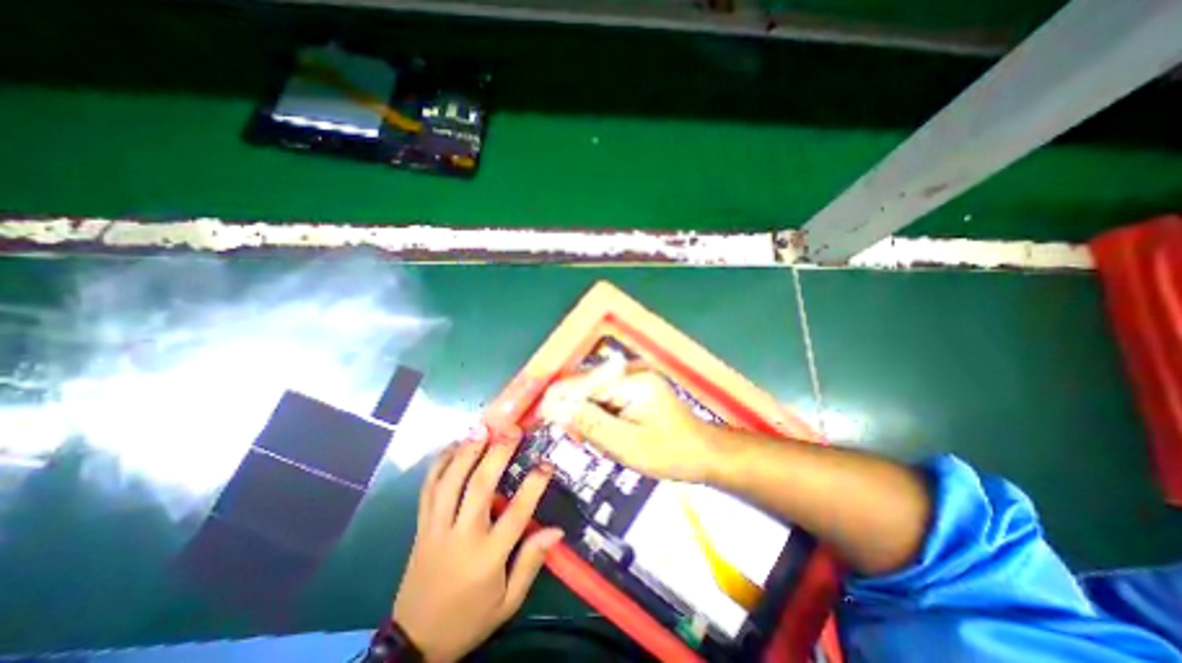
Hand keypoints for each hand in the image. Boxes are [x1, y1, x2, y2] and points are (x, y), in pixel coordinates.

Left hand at [392, 424, 561, 662]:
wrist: (414, 643)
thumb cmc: (469, 619)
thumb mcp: (508, 602)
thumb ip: (531, 563)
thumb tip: (556, 530)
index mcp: (487, 557)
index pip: (516, 514)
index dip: (533, 485)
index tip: (546, 463)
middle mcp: (460, 536)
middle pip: (479, 486)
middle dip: (497, 453)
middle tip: (511, 430)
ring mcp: (436, 528)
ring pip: (450, 481)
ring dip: (467, 451)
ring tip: (482, 428)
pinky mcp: (420, 526)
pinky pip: (428, 488)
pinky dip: (439, 464)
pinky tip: (453, 445)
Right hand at [540, 367, 721, 481]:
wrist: (704, 453)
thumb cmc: (670, 453)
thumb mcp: (627, 445)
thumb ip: (591, 424)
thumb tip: (557, 410)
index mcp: (631, 382)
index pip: (584, 384)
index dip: (559, 399)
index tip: (540, 417)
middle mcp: (631, 373)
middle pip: (588, 386)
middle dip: (575, 410)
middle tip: (572, 438)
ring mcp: (635, 380)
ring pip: (596, 394)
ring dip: (588, 416)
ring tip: (592, 441)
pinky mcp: (636, 390)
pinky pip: (608, 399)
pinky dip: (601, 417)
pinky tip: (605, 435)